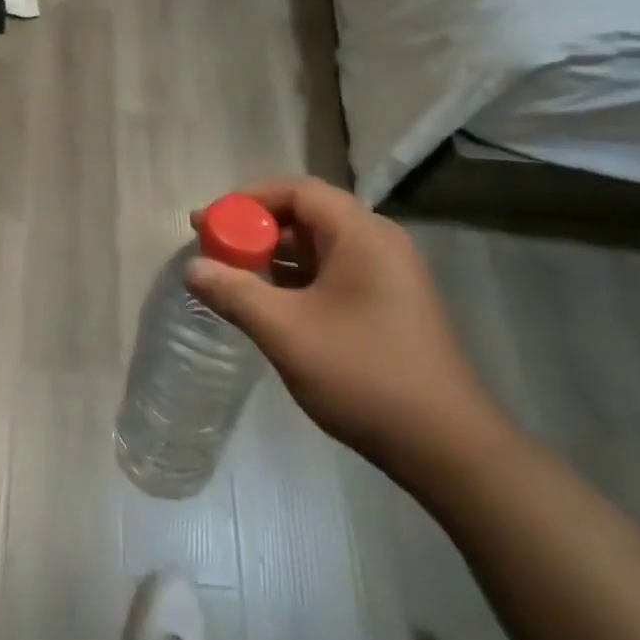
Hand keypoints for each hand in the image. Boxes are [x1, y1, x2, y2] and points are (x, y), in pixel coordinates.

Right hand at [186, 178, 512, 486]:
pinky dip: (294, 280)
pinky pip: (330, 274)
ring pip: (316, 247)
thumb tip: (192, 267)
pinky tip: (265, 303)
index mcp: (361, 234)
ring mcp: (385, 275)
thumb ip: (235, 293)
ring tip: (229, 275)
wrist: (447, 448)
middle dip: (255, 228)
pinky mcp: (385, 305)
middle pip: (305, 215)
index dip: (247, 200)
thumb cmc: (364, 375)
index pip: (296, 191)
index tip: (209, 222)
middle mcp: (377, 243)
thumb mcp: (286, 332)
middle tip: (212, 247)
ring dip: (272, 256)